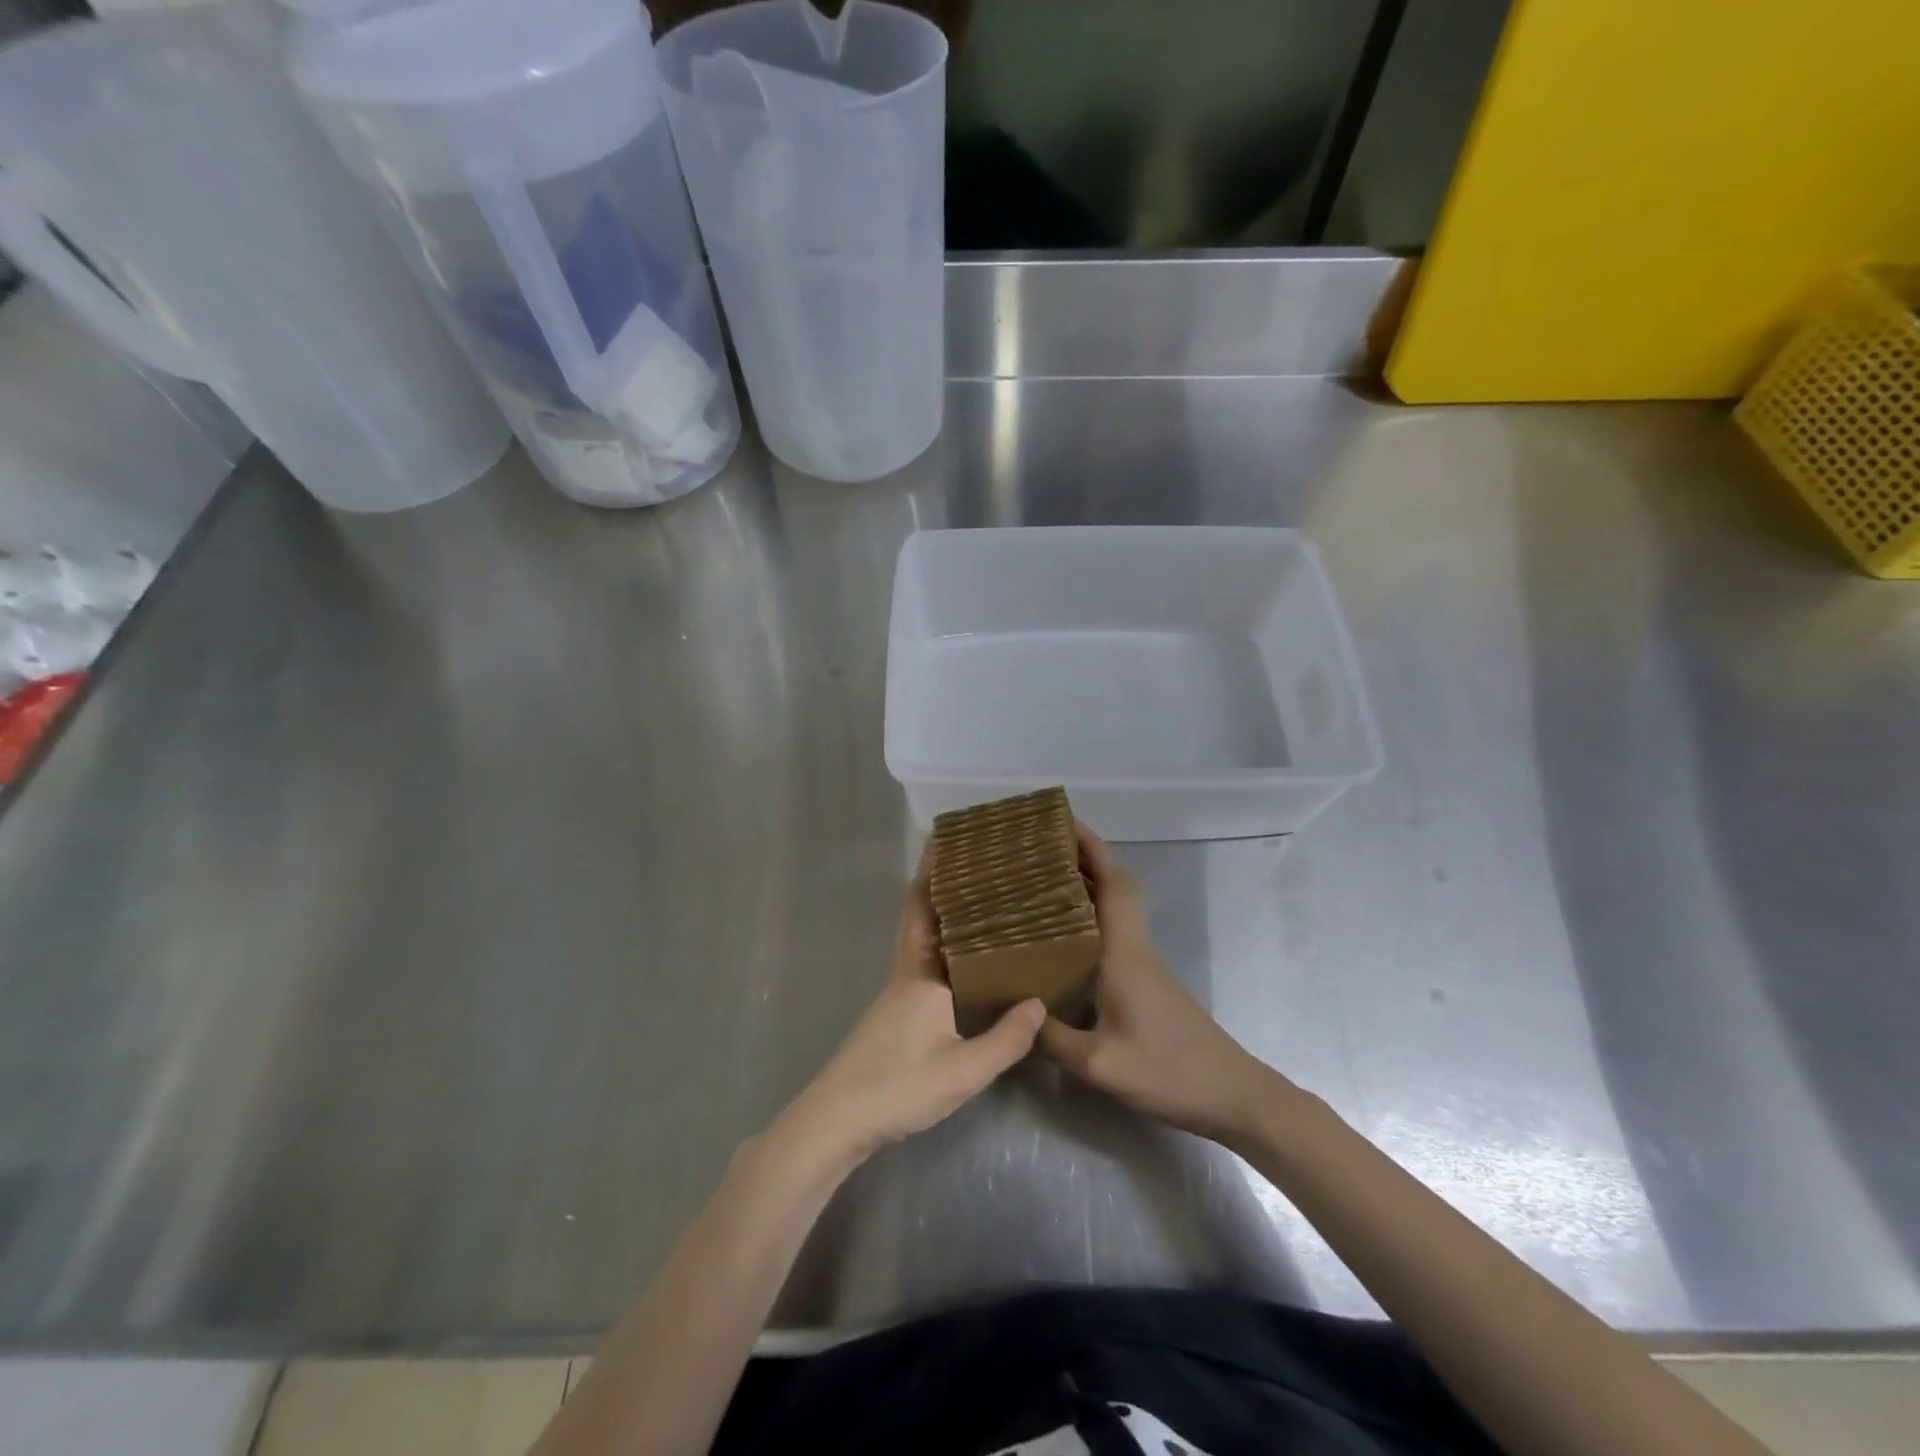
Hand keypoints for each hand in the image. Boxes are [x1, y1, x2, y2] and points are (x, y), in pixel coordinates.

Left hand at [777, 847, 1045, 1169]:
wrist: (838, 1120)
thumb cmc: (898, 1087)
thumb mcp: (962, 1070)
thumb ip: (1005, 1040)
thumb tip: (1040, 1003)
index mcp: (921, 972)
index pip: (927, 907)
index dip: (937, 872)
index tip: (955, 839)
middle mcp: (907, 971)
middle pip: (922, 913)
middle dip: (942, 883)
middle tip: (979, 861)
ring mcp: (900, 991)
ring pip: (924, 937)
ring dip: (944, 912)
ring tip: (984, 898)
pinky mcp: (899, 1011)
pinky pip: (926, 960)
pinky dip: (945, 945)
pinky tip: (969, 958)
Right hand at [1038, 824, 1286, 1145]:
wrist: (1233, 1095)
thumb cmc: (1169, 1071)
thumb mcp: (1101, 1064)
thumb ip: (1052, 1039)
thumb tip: (1015, 1014)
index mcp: (1125, 952)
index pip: (1113, 882)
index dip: (1091, 847)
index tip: (1062, 823)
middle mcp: (1135, 948)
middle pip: (1112, 887)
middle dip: (1079, 861)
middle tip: (1035, 854)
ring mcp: (1143, 965)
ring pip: (1112, 911)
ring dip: (1082, 890)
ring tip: (1037, 888)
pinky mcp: (1146, 983)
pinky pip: (1112, 935)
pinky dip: (1088, 921)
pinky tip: (1061, 942)